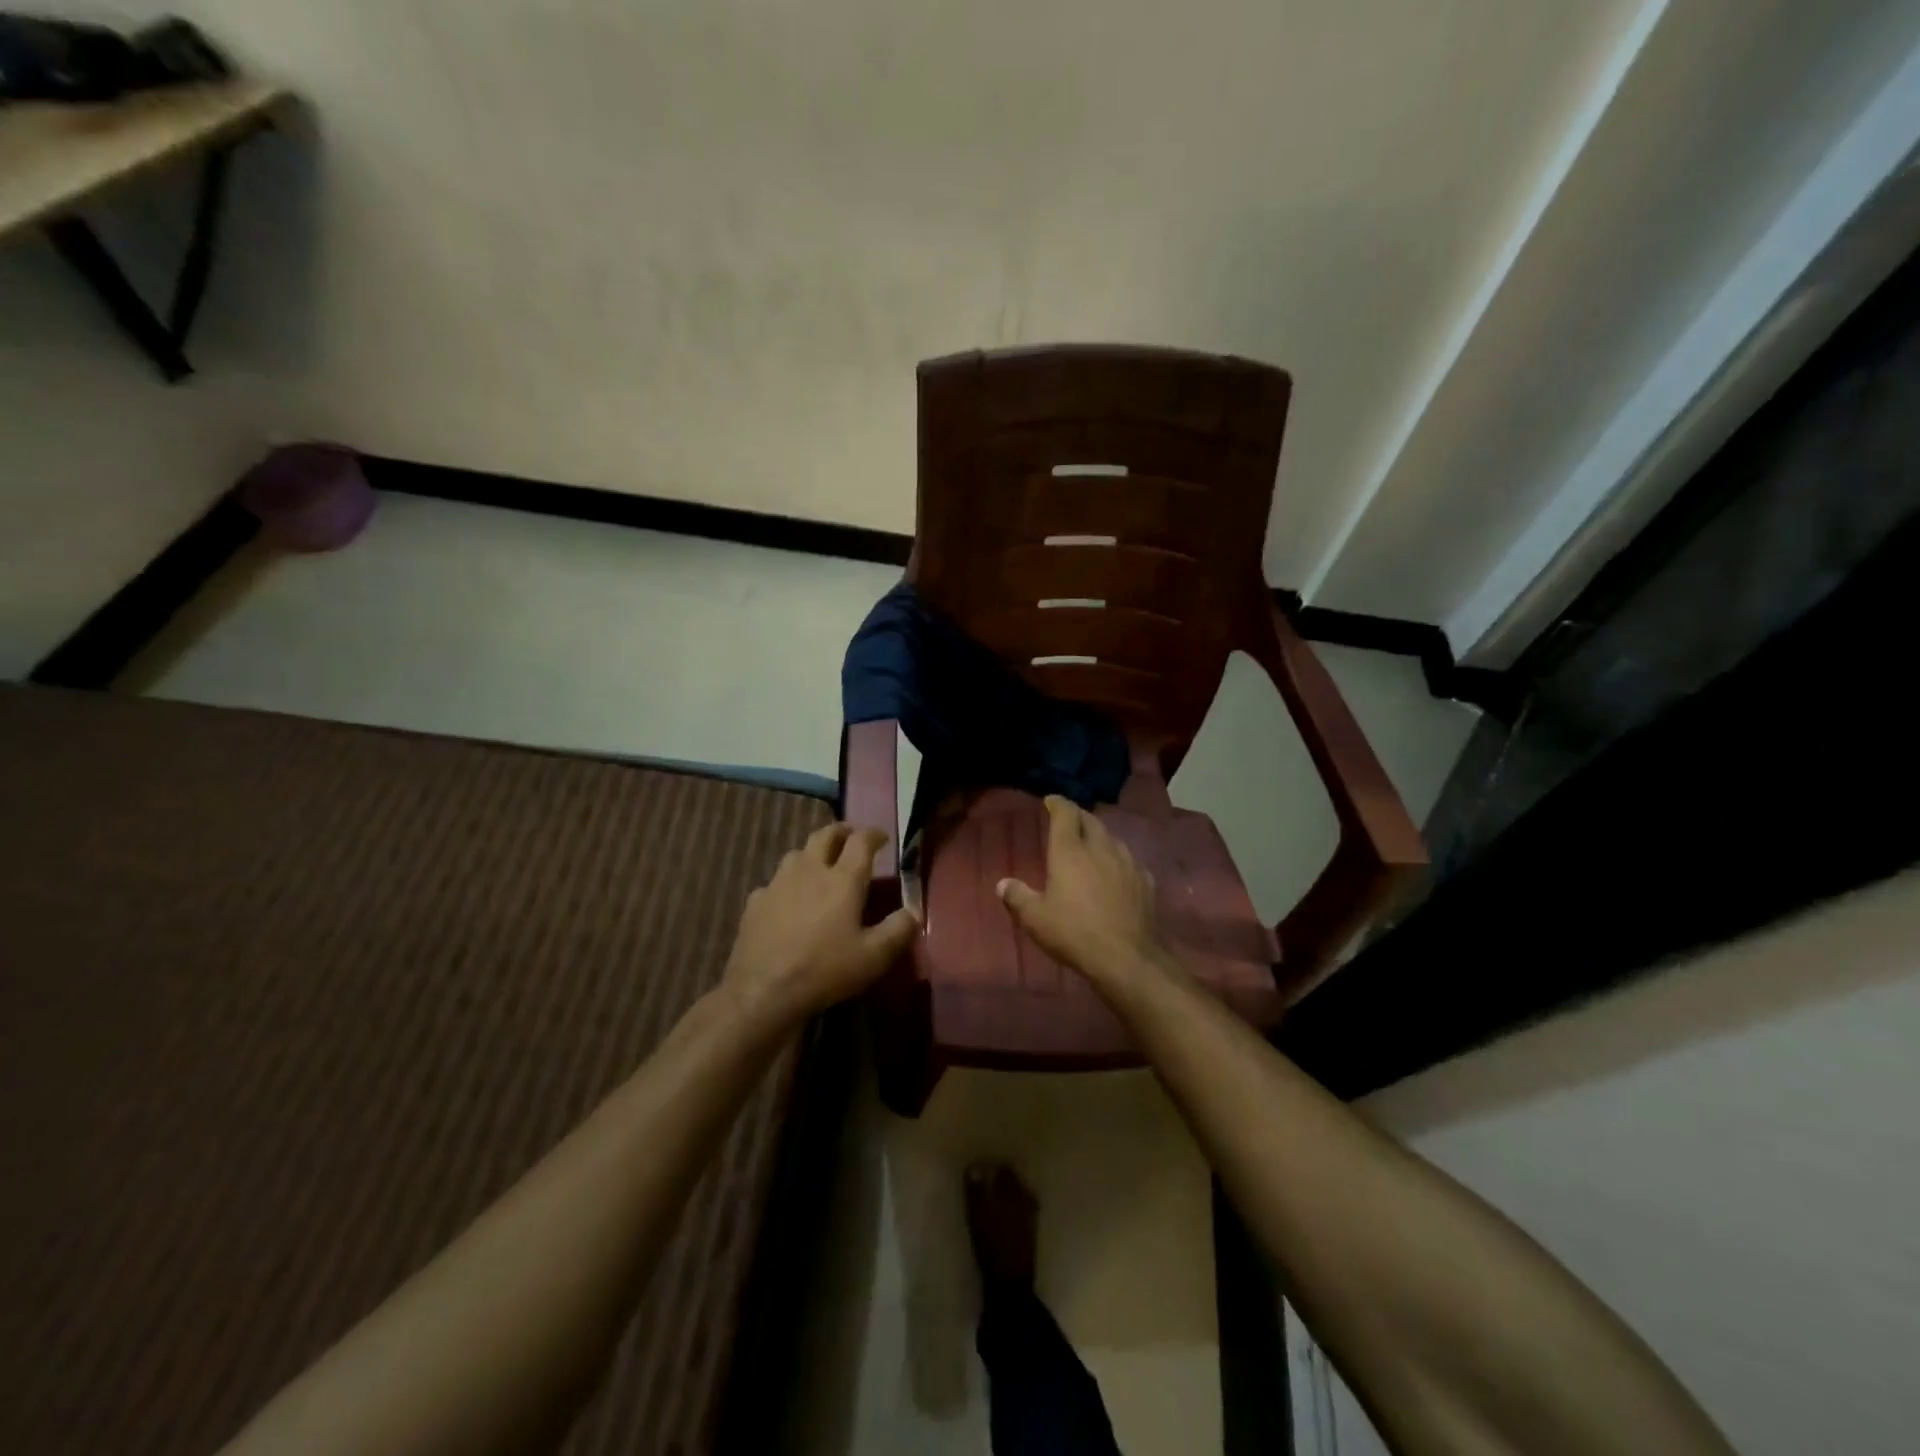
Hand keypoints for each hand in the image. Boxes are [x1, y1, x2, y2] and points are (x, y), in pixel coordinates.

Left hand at [721, 823, 917, 1026]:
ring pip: (797, 853)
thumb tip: (915, 910)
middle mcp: (809, 870)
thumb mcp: (874, 956)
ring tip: (820, 866)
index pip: (861, 841)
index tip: (883, 837)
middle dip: (841, 831)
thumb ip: (899, 929)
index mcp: (842, 879)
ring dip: (813, 853)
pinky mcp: (755, 902)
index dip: (874, 834)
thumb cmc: (825, 970)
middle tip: (851, 839)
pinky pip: (774, 882)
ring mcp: (778, 883)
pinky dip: (786, 884)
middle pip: (825, 835)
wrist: (763, 991)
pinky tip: (787, 900)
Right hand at [997, 796, 1172, 986]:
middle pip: (1090, 820)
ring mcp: (1127, 862)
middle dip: (1078, 816)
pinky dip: (1117, 858)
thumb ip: (1017, 897)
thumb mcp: (1036, 919)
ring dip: (1099, 835)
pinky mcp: (1146, 880)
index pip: (1065, 813)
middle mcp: (1100, 848)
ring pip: (1112, 838)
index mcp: (1070, 851)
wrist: (1127, 957)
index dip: (1057, 803)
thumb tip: (1002, 884)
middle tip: (1068, 821)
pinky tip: (1116, 870)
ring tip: (1091, 844)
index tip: (1051, 801)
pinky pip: (1129, 859)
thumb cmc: (1074, 933)